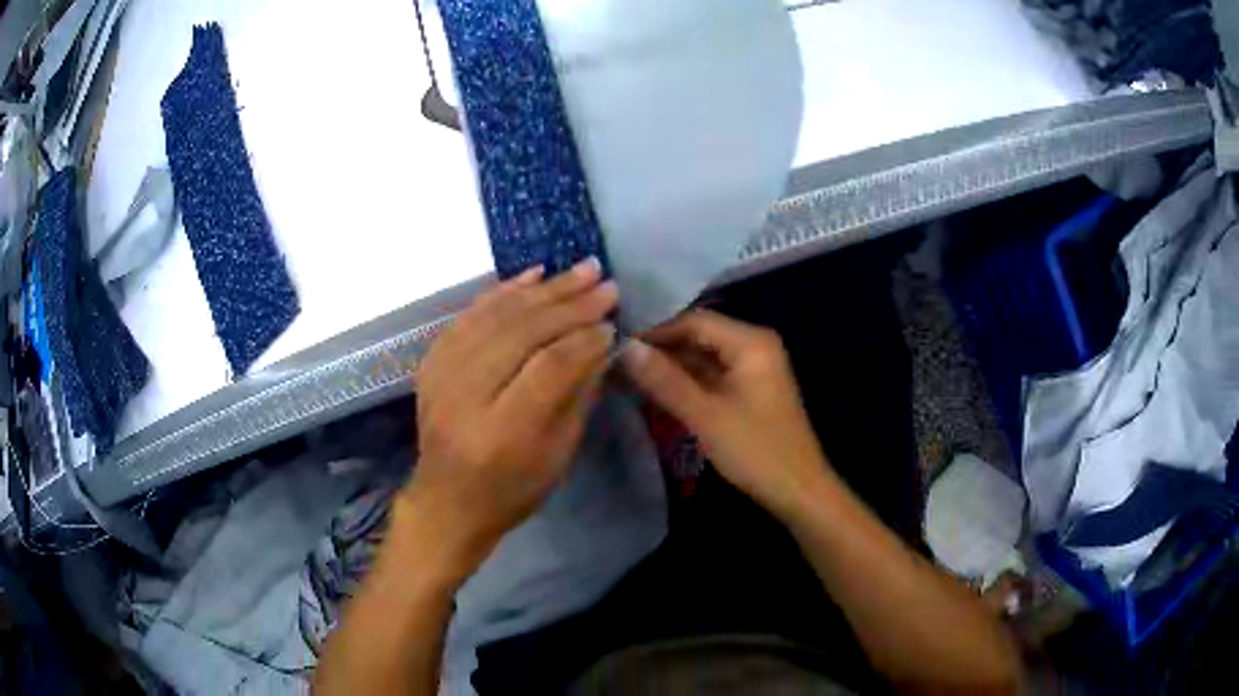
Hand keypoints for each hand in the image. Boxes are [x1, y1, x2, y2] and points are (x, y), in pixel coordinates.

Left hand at [399, 259, 617, 584]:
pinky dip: (503, 292)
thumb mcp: (558, 456)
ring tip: (580, 270)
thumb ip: (578, 395)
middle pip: (520, 334)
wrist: (446, 502)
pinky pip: (468, 316)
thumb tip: (602, 340)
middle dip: (569, 305)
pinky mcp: (429, 363)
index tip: (612, 324)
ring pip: (495, 317)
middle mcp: (464, 398)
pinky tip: (533, 275)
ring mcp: (439, 377)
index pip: (549, 368)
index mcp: (501, 433)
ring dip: (542, 290)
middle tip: (604, 283)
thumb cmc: (511, 491)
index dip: (584, 340)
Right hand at [620, 309, 832, 516]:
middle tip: (616, 361)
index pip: (694, 321)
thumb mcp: (706, 415)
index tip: (616, 345)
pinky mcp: (748, 391)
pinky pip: (711, 377)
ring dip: (669, 367)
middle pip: (698, 337)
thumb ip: (665, 380)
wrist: (798, 491)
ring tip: (626, 376)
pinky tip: (654, 391)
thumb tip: (625, 348)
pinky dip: (685, 383)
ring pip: (702, 358)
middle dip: (660, 349)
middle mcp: (753, 346)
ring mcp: (752, 369)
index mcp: (751, 342)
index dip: (654, 331)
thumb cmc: (756, 451)